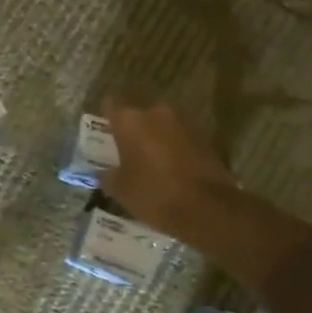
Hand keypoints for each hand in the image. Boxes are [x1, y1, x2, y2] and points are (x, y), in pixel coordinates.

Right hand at [101, 101, 243, 245]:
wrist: (208, 208)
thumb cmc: (154, 194)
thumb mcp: (120, 190)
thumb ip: (106, 175)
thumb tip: (103, 171)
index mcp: (130, 120)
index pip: (110, 104)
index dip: (106, 118)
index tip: (104, 135)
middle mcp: (156, 112)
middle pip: (138, 114)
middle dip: (132, 130)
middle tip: (125, 152)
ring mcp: (183, 122)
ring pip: (160, 125)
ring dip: (154, 138)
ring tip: (148, 163)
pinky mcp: (204, 137)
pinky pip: (179, 137)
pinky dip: (173, 148)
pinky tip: (170, 169)